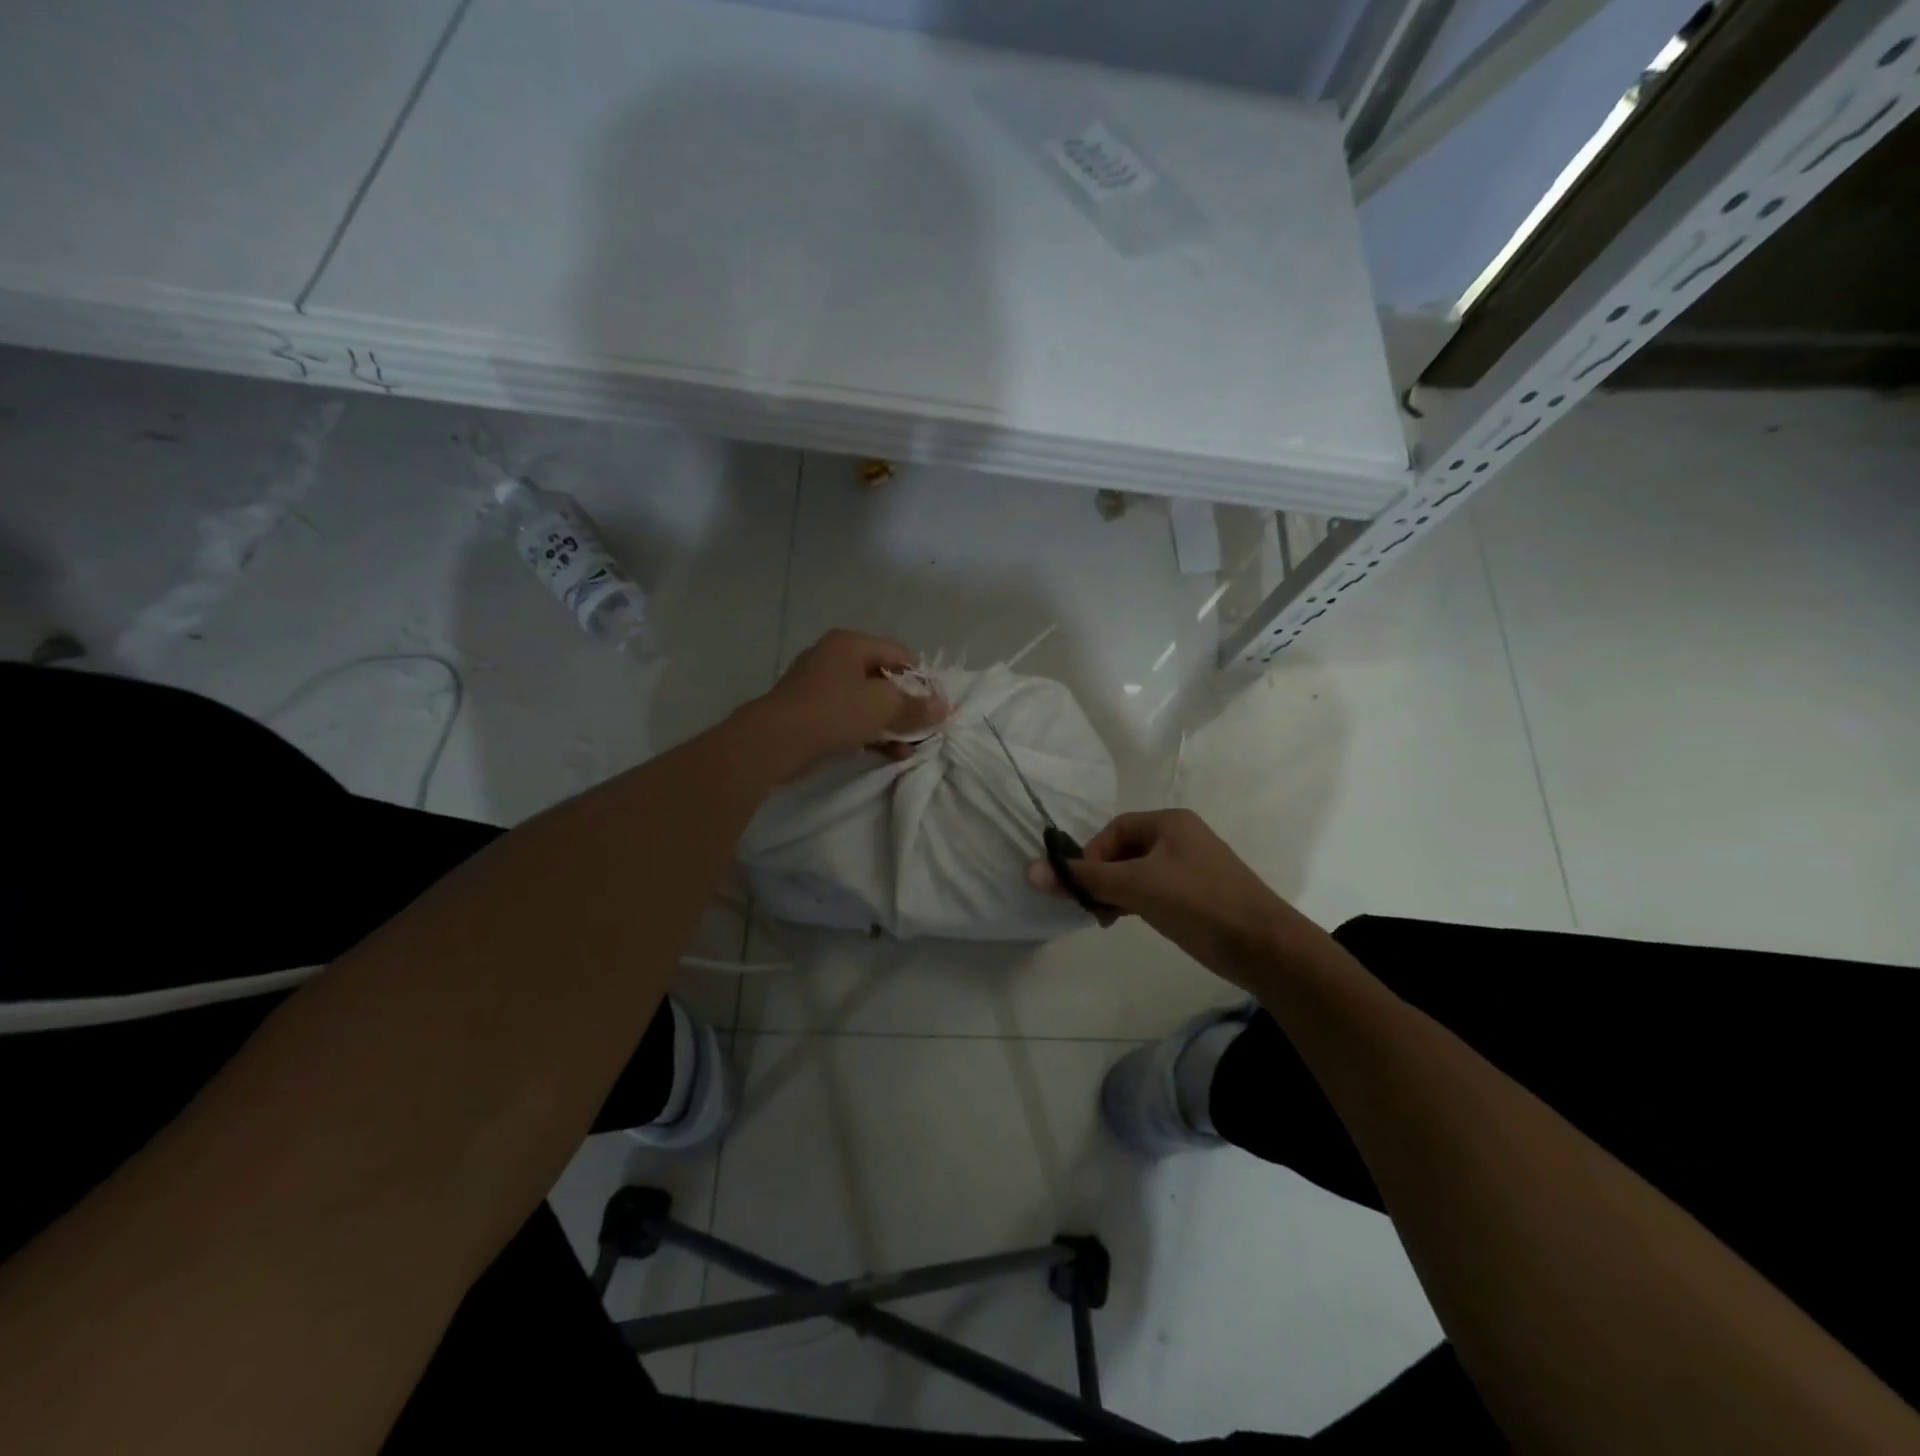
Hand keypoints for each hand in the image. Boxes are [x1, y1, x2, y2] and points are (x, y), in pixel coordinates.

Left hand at [746, 629, 947, 772]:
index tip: (936, 707)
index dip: (923, 680)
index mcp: (850, 643)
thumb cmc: (834, 711)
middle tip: (925, 729)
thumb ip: (916, 706)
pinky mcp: (810, 712)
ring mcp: (819, 685)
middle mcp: (834, 657)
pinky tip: (888, 754)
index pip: (900, 654)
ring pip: (866, 701)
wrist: (775, 741)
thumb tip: (944, 707)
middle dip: (906, 706)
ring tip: (909, 748)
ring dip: (890, 724)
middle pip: (883, 678)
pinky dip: (869, 732)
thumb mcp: (883, 706)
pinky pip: (849, 718)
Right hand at [1027, 809, 1301, 988]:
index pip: (1114, 829)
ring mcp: (1194, 866)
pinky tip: (1134, 922)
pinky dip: (1139, 902)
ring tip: (1109, 919)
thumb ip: (1083, 878)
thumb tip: (1030, 870)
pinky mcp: (1201, 894)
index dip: (1091, 855)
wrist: (1264, 946)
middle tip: (1092, 908)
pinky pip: (1157, 889)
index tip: (1083, 887)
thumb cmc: (1197, 902)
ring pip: (1139, 873)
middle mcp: (1182, 837)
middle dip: (1103, 877)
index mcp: (1170, 822)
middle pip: (1125, 850)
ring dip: (1118, 892)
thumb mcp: (1134, 887)